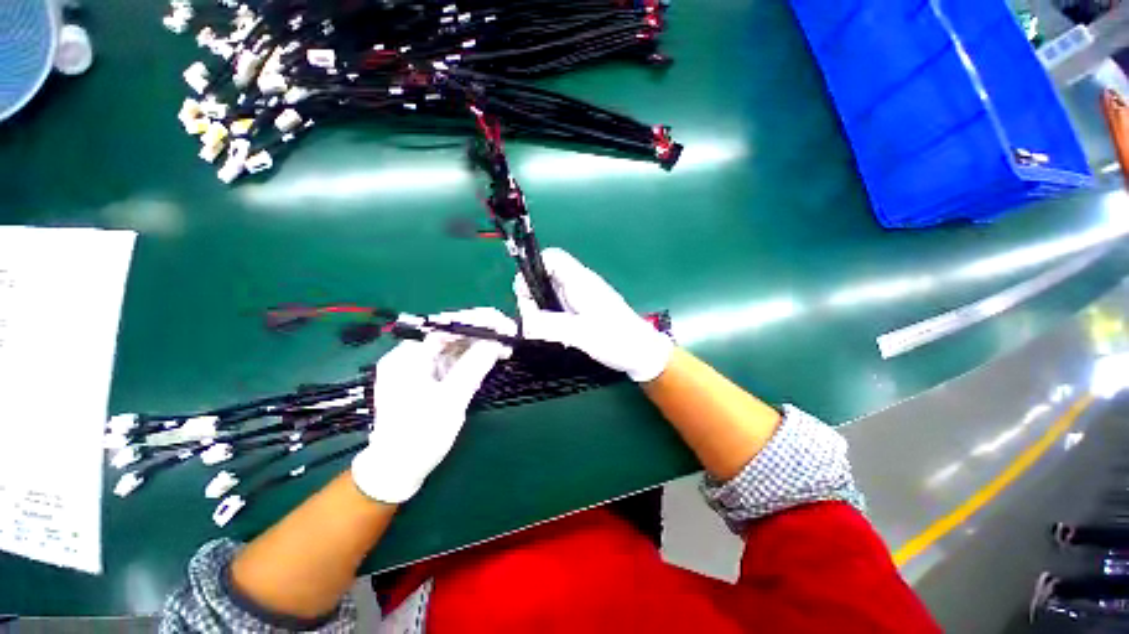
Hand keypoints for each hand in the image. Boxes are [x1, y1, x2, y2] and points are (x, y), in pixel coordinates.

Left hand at [351, 307, 514, 502]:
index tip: (505, 325)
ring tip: (504, 349)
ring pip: (454, 347)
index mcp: (407, 357)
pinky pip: (453, 361)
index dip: (478, 321)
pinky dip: (472, 359)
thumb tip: (497, 340)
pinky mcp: (428, 379)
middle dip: (482, 332)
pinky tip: (489, 359)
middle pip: (451, 334)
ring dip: (480, 345)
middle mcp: (410, 356)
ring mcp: (419, 367)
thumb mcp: (451, 400)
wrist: (397, 472)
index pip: (447, 326)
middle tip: (509, 337)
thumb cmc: (420, 436)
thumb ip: (474, 366)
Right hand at [514, 248, 672, 382]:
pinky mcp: (585, 309)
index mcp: (581, 281)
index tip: (525, 294)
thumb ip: (550, 325)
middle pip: (547, 275)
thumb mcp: (581, 334)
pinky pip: (560, 305)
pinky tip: (554, 332)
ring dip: (540, 307)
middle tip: (531, 319)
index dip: (533, 268)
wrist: (642, 353)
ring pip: (551, 292)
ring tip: (541, 328)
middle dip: (532, 293)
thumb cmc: (617, 340)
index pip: (552, 258)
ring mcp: (583, 297)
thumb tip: (524, 322)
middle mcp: (580, 284)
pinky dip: (550, 315)